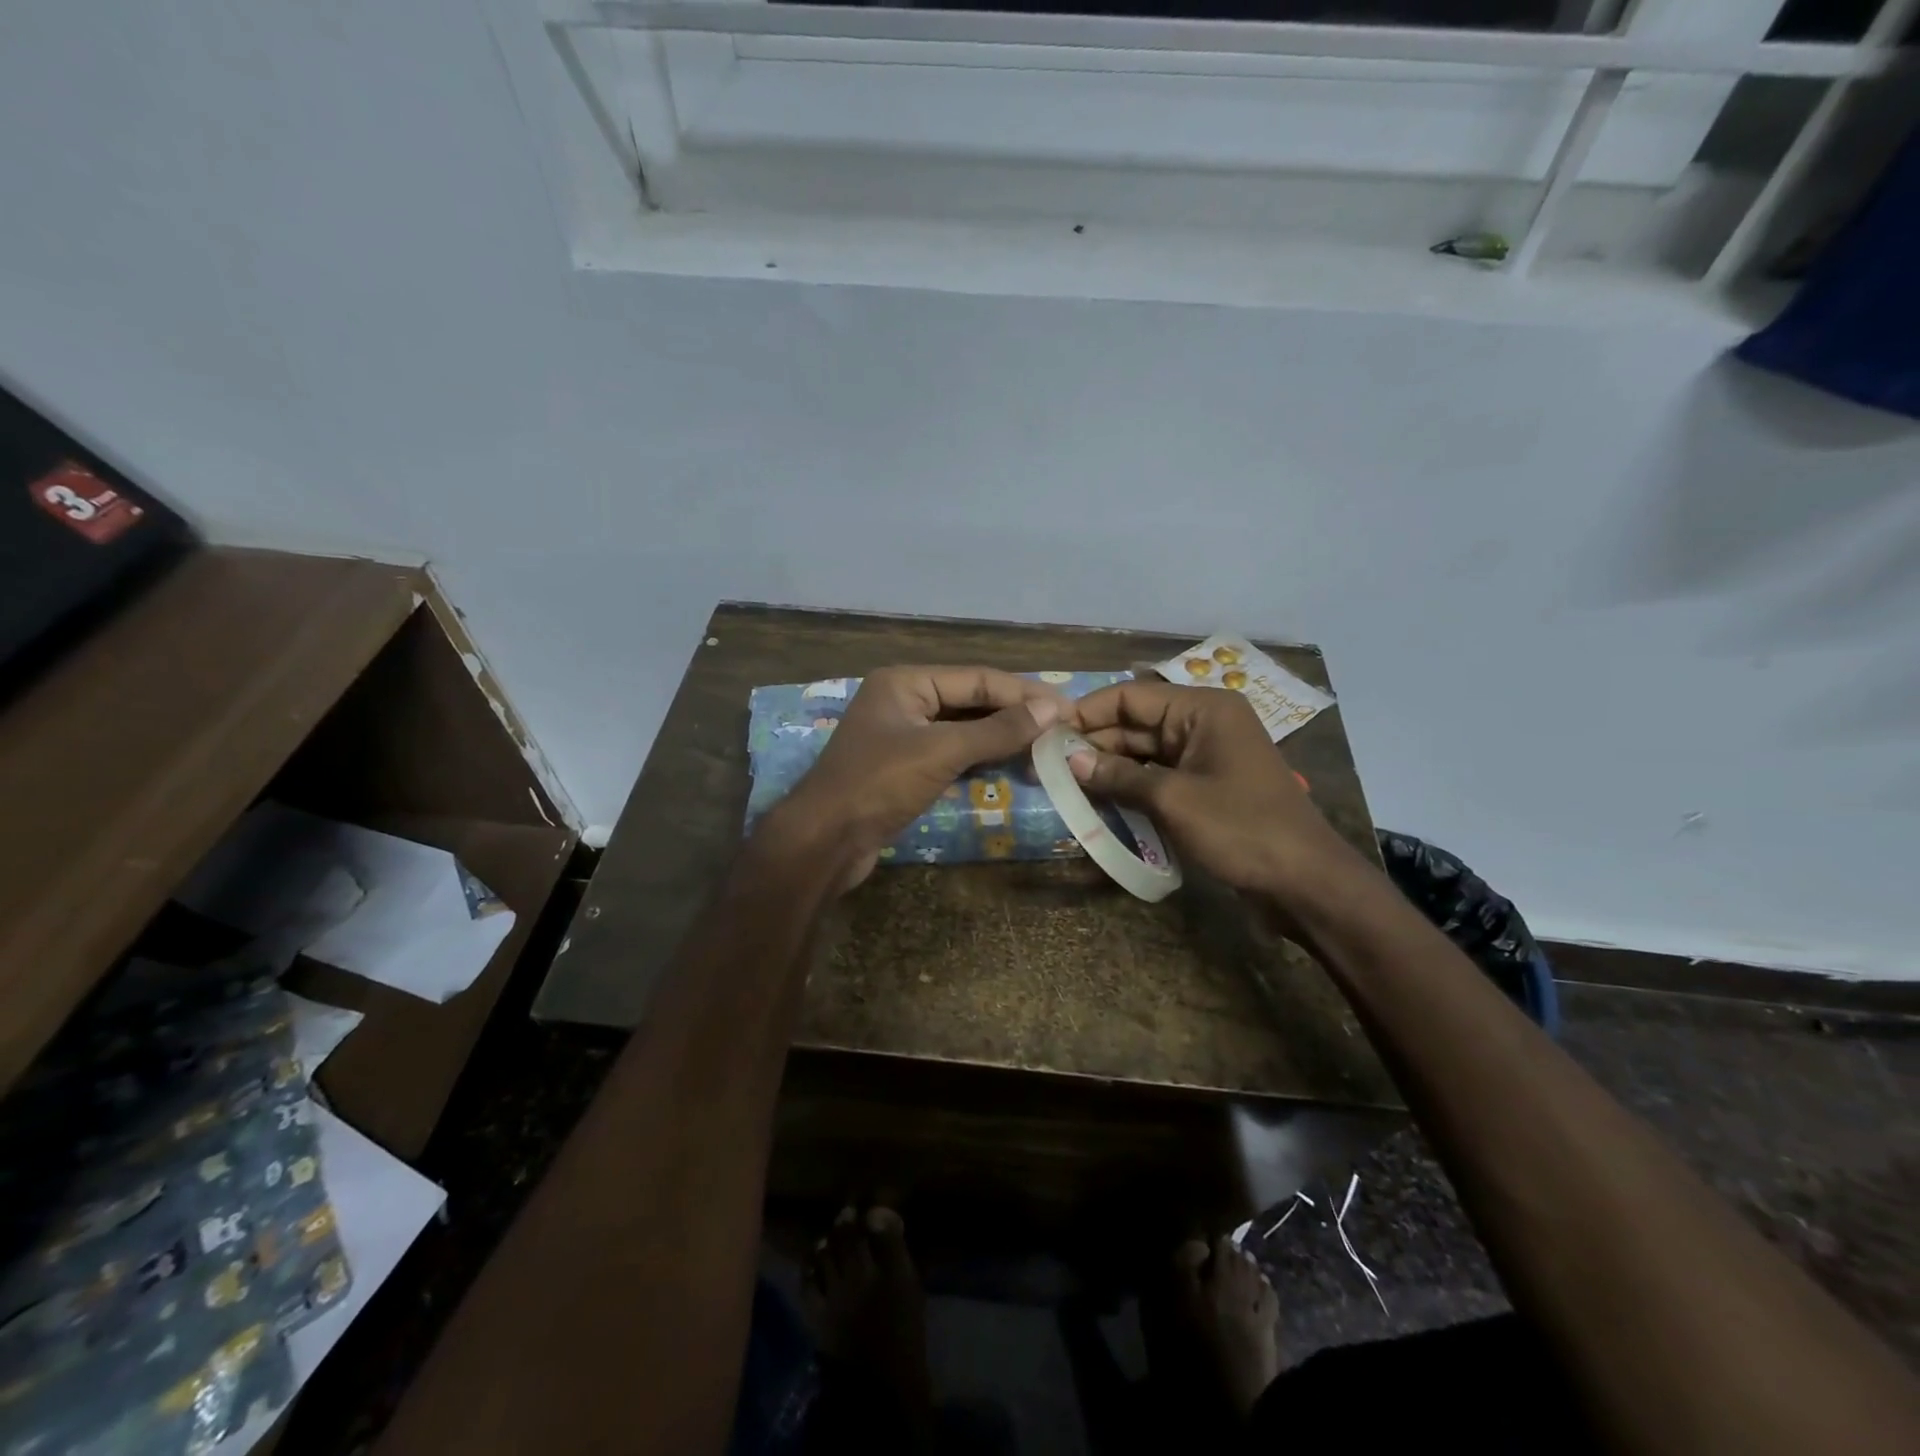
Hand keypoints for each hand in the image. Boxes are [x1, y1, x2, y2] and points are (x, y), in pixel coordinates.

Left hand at [765, 666, 1065, 890]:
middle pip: (970, 701)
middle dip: (1014, 714)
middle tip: (1063, 727)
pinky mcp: (904, 768)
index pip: (976, 678)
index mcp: (905, 682)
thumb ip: (997, 730)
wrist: (824, 841)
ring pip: (963, 729)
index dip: (1023, 693)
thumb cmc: (878, 784)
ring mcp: (903, 736)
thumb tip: (1052, 709)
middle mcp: (904, 701)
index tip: (1067, 708)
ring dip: (1001, 737)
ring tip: (1047, 746)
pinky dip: (981, 758)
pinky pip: (952, 754)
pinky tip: (1012, 765)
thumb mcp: (941, 751)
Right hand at [1067, 680, 1359, 900]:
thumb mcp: (1173, 799)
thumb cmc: (1241, 828)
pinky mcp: (1205, 787)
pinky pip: (1158, 776)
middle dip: (1094, 742)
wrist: (1304, 882)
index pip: (1130, 696)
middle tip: (1048, 764)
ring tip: (1065, 782)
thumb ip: (1118, 776)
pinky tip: (1098, 799)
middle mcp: (1202, 723)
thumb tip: (1069, 760)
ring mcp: (1205, 756)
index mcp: (1202, 709)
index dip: (1087, 712)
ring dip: (1108, 766)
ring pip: (1144, 752)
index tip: (1047, 734)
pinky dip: (1130, 786)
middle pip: (1135, 723)